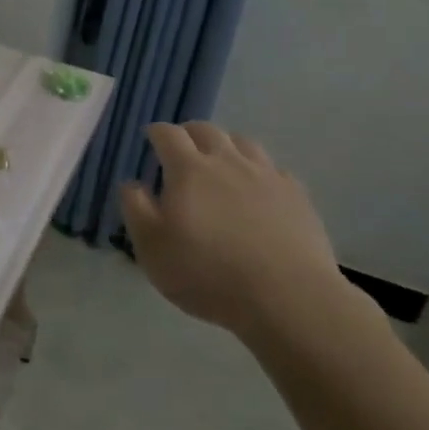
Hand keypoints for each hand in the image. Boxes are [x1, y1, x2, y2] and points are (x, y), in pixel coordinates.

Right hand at [120, 123, 347, 343]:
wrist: (287, 298)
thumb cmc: (208, 274)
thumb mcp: (152, 248)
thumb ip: (136, 209)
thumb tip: (132, 183)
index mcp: (189, 170)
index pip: (168, 135)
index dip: (156, 132)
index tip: (150, 137)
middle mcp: (227, 162)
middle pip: (206, 130)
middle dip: (189, 133)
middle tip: (182, 148)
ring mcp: (266, 176)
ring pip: (243, 143)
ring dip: (226, 145)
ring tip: (220, 161)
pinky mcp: (296, 195)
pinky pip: (274, 169)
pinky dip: (259, 171)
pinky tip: (258, 188)